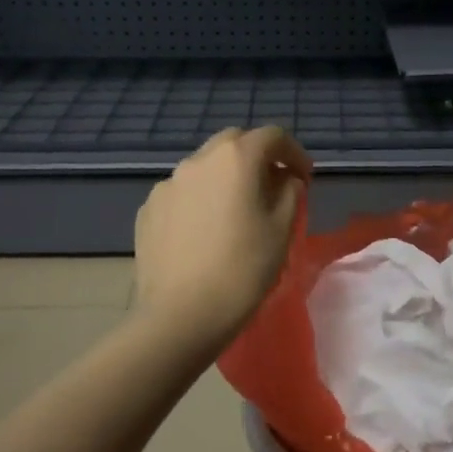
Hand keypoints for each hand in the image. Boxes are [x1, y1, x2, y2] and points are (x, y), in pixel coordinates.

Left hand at [134, 126, 311, 342]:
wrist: (181, 315)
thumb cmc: (243, 269)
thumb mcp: (282, 229)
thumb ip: (290, 192)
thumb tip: (284, 179)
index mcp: (235, 158)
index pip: (272, 136)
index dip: (294, 153)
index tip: (304, 178)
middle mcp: (197, 160)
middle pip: (233, 142)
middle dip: (257, 156)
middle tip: (272, 185)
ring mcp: (167, 184)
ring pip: (204, 167)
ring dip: (225, 177)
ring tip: (236, 210)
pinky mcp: (148, 210)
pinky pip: (182, 193)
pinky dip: (200, 199)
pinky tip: (205, 231)